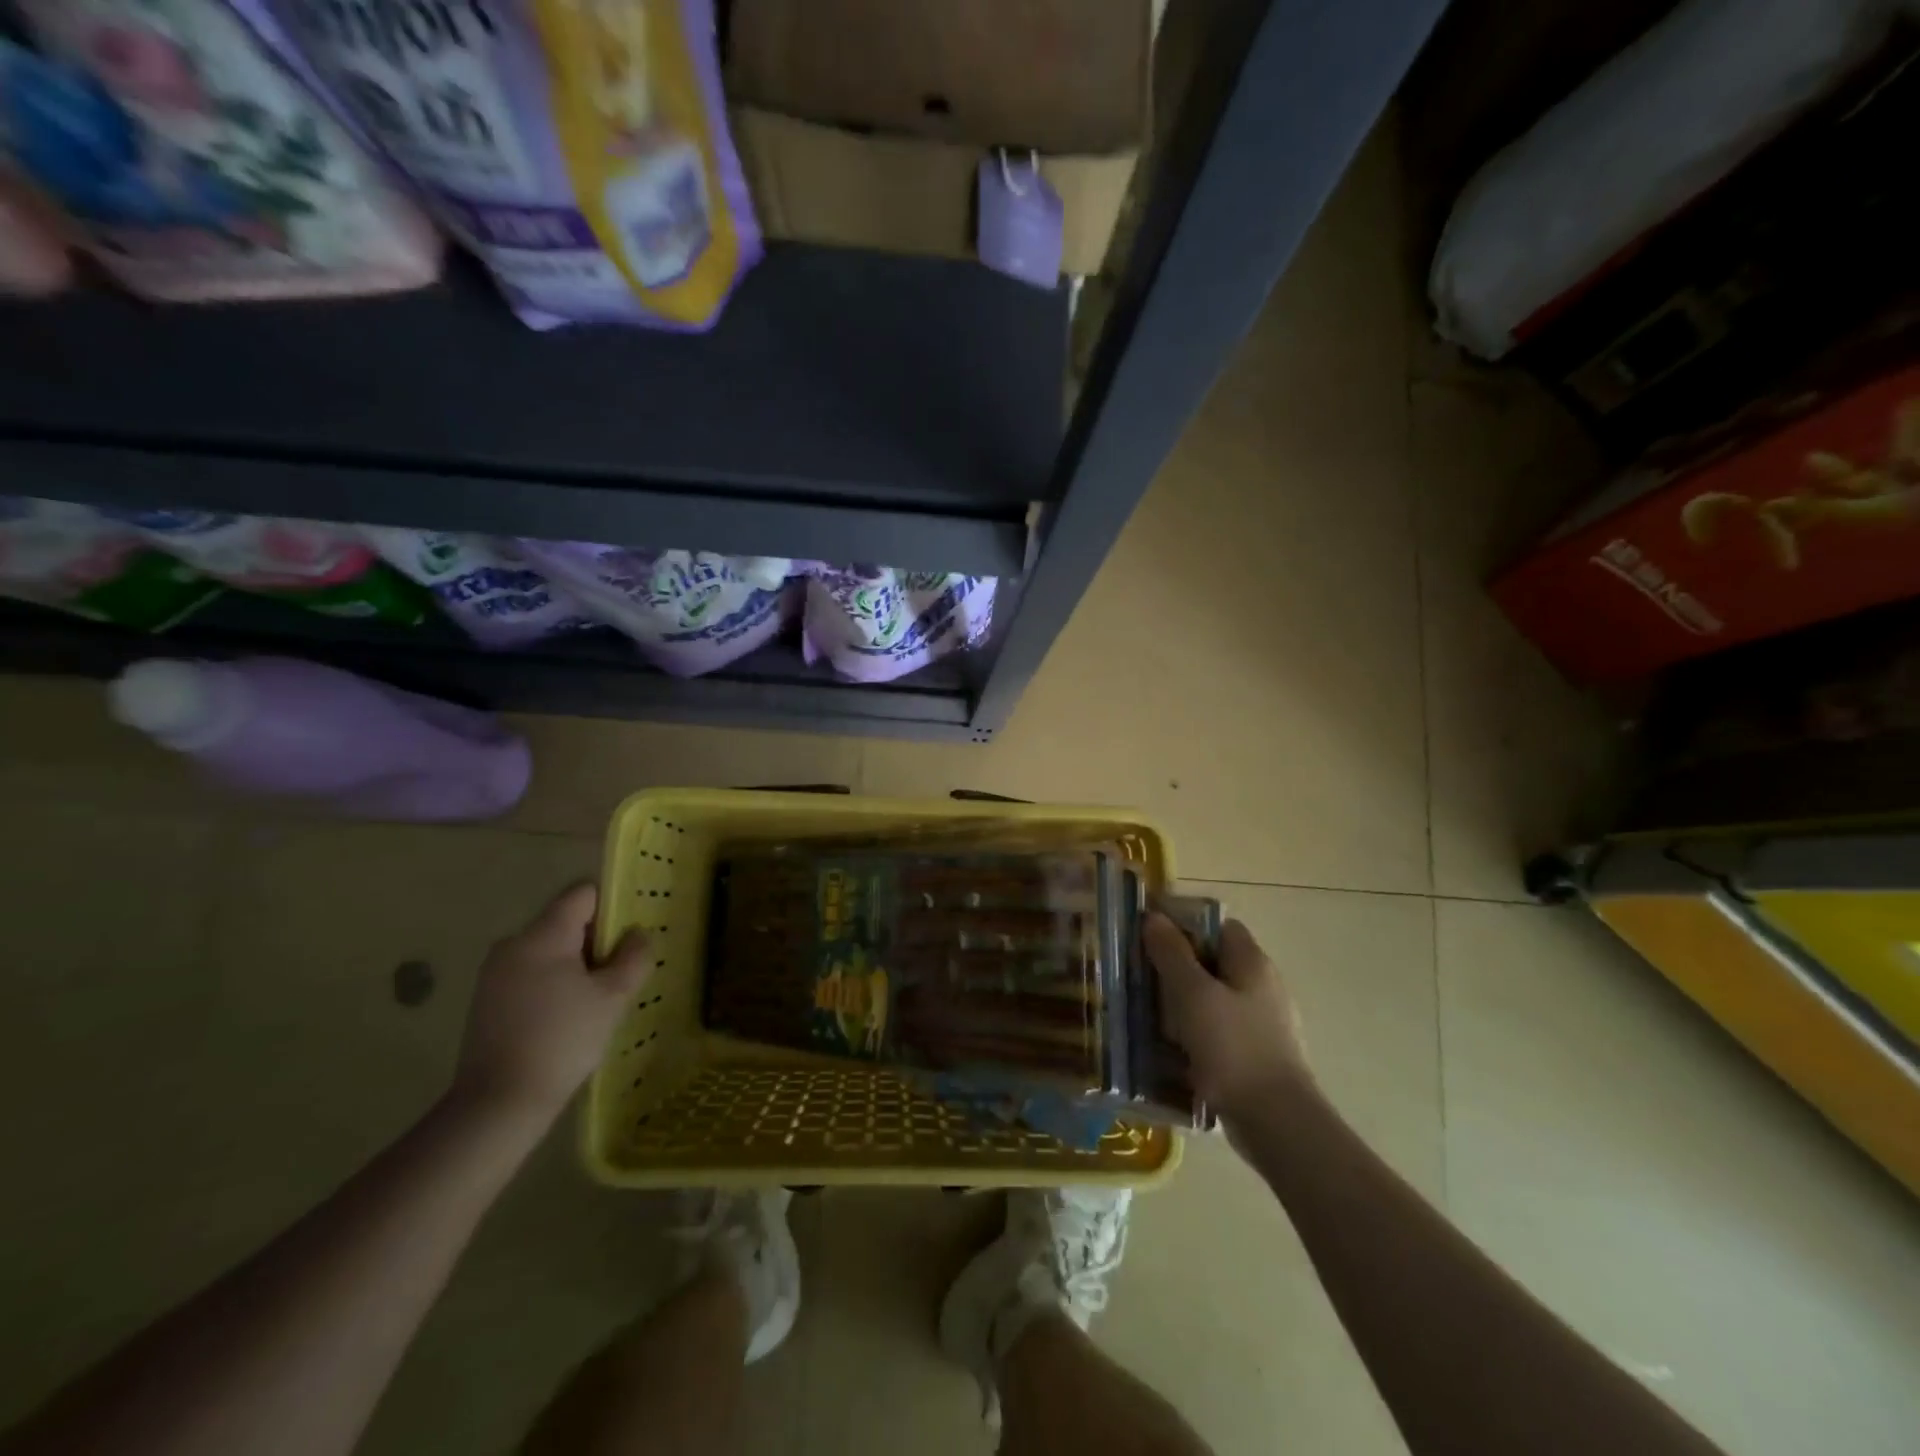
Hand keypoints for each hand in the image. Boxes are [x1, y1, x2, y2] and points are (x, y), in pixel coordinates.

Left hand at [453, 883, 647, 1125]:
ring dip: (574, 965)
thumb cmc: (563, 1041)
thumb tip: (636, 934)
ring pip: (548, 950)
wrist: (498, 1104)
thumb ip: (633, 957)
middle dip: (594, 942)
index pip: (582, 894)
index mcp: (542, 936)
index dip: (611, 908)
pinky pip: (530, 974)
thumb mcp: (612, 998)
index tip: (627, 939)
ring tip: (593, 1001)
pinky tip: (564, 1018)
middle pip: (565, 922)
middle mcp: (512, 944)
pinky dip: (552, 984)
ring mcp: (494, 973)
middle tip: (617, 976)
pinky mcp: (486, 1000)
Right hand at [1144, 913, 1311, 1132]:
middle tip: (1141, 976)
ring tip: (1148, 1013)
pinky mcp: (1257, 1056)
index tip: (1150, 937)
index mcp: (1253, 962)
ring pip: (1214, 999)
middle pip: (1214, 962)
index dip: (1185, 925)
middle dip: (1178, 967)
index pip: (1218, 926)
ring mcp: (1264, 1024)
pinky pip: (1219, 1032)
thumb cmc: (1233, 1047)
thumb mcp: (1192, 994)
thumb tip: (1154, 917)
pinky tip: (1172, 1048)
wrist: (1277, 1123)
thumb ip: (1171, 953)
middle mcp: (1263, 986)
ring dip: (1183, 1004)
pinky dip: (1196, 1034)